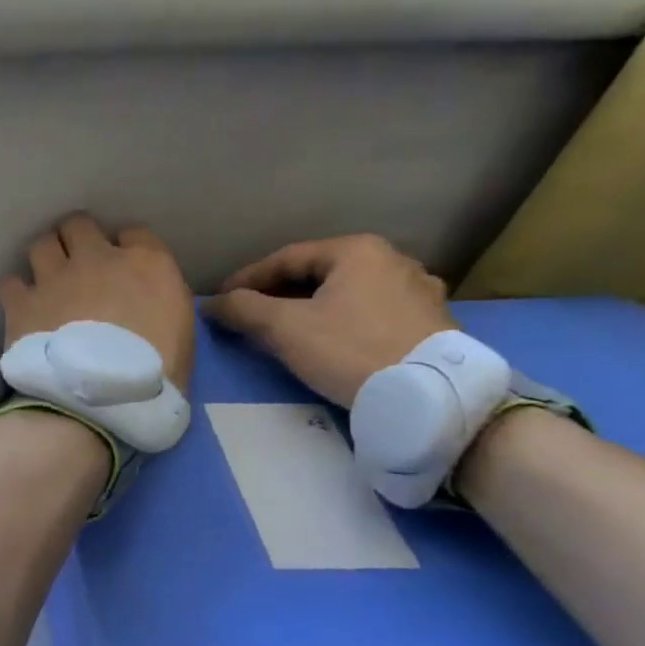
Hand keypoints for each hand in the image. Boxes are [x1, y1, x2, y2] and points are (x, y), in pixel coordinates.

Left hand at [0, 214, 194, 391]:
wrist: (96, 403)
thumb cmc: (152, 380)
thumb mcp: (181, 339)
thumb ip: (162, 310)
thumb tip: (147, 312)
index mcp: (146, 264)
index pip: (134, 234)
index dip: (124, 250)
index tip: (120, 271)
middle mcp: (98, 259)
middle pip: (79, 226)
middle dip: (76, 241)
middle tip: (76, 268)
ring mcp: (55, 278)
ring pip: (42, 244)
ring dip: (45, 259)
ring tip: (47, 283)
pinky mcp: (21, 303)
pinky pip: (10, 282)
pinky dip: (15, 293)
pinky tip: (21, 309)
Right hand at [203, 234, 454, 406]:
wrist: (427, 395)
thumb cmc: (349, 350)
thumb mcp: (285, 328)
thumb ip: (244, 309)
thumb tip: (213, 304)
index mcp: (358, 250)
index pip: (287, 258)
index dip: (247, 279)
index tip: (222, 299)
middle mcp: (394, 260)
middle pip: (319, 273)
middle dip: (280, 293)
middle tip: (250, 315)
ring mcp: (419, 291)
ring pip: (347, 293)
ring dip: (312, 307)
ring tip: (287, 329)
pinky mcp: (431, 322)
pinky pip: (372, 312)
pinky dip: (343, 320)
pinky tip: (331, 340)